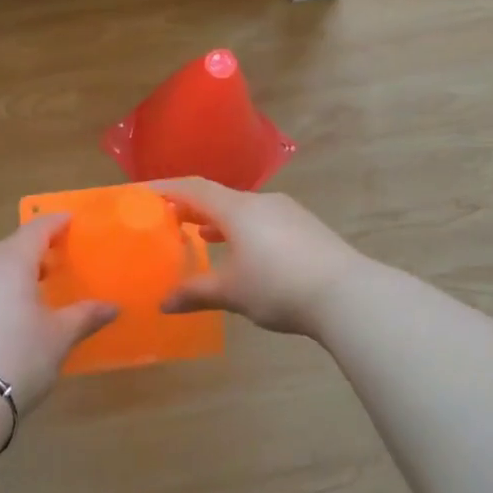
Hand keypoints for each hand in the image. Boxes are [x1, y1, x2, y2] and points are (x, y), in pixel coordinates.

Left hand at [0, 214, 117, 415]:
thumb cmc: (19, 356)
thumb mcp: (59, 336)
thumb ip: (85, 316)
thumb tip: (113, 307)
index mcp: (11, 262)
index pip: (36, 230)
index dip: (55, 223)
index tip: (70, 220)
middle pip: (12, 247)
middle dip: (35, 248)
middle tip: (58, 257)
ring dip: (15, 271)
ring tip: (37, 286)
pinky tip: (11, 310)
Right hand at [155, 178, 363, 336]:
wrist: (348, 294)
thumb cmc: (279, 286)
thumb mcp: (232, 293)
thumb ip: (196, 293)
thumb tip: (164, 303)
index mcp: (237, 209)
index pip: (193, 188)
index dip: (166, 188)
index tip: (143, 193)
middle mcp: (262, 202)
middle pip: (218, 197)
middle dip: (191, 207)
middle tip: (168, 218)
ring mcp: (288, 213)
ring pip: (244, 210)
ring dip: (219, 221)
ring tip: (200, 236)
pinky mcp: (307, 228)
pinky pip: (264, 221)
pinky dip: (243, 231)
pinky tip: (244, 253)